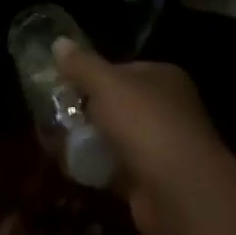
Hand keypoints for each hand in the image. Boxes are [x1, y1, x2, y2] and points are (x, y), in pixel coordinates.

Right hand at [54, 43, 228, 234]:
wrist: (180, 192)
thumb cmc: (146, 124)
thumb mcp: (107, 84)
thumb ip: (82, 65)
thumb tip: (58, 42)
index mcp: (163, 78)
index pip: (122, 69)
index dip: (92, 75)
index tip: (63, 84)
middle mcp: (167, 109)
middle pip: (118, 104)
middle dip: (88, 111)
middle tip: (55, 114)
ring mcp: (162, 147)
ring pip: (116, 137)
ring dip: (90, 141)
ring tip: (55, 141)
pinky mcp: (152, 181)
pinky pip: (117, 168)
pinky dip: (97, 168)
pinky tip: (72, 167)